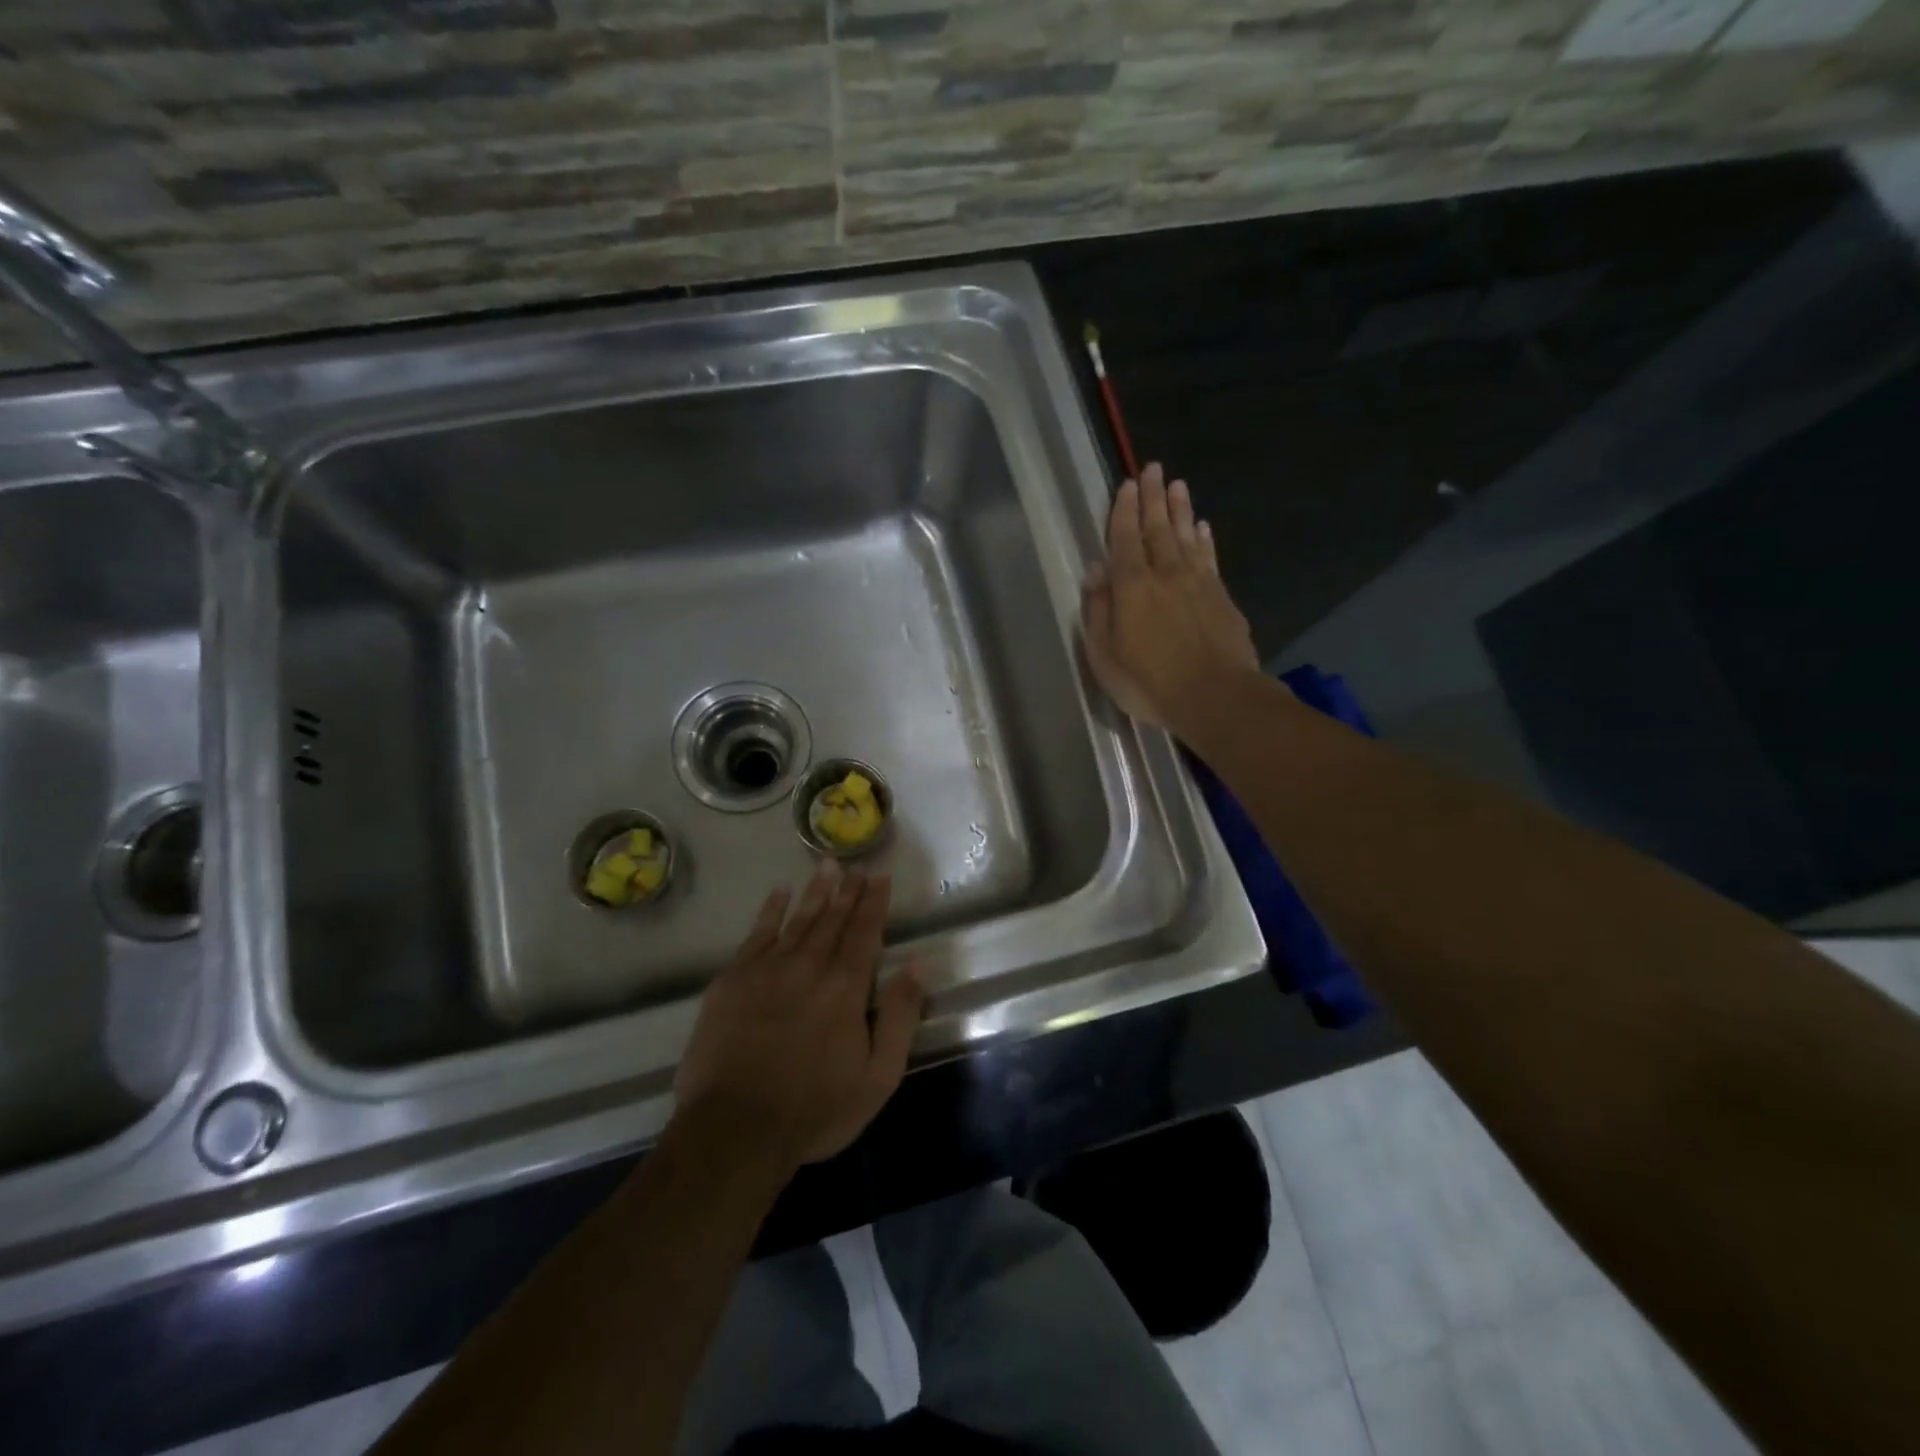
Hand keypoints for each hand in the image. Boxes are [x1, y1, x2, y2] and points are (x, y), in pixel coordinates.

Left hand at [674, 863, 924, 1170]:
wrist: (734, 1129)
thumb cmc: (815, 1110)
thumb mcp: (878, 1076)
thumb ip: (901, 1017)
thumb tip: (918, 965)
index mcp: (846, 987)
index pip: (865, 932)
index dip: (874, 902)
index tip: (879, 875)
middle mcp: (809, 966)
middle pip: (833, 919)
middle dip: (848, 890)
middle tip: (856, 865)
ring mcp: (767, 969)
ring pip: (798, 919)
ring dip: (815, 891)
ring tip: (826, 865)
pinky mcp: (732, 980)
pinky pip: (757, 934)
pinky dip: (771, 911)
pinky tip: (779, 893)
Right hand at [1082, 462, 1260, 733]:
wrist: (1215, 697)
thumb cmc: (1149, 683)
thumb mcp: (1105, 655)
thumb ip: (1099, 610)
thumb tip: (1096, 570)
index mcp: (1132, 587)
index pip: (1124, 539)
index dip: (1124, 511)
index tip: (1127, 483)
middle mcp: (1165, 574)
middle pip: (1158, 528)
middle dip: (1153, 497)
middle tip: (1153, 468)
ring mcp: (1198, 583)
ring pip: (1187, 536)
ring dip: (1180, 509)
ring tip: (1177, 485)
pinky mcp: (1221, 597)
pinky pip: (1209, 557)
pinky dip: (1204, 539)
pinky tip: (1203, 527)